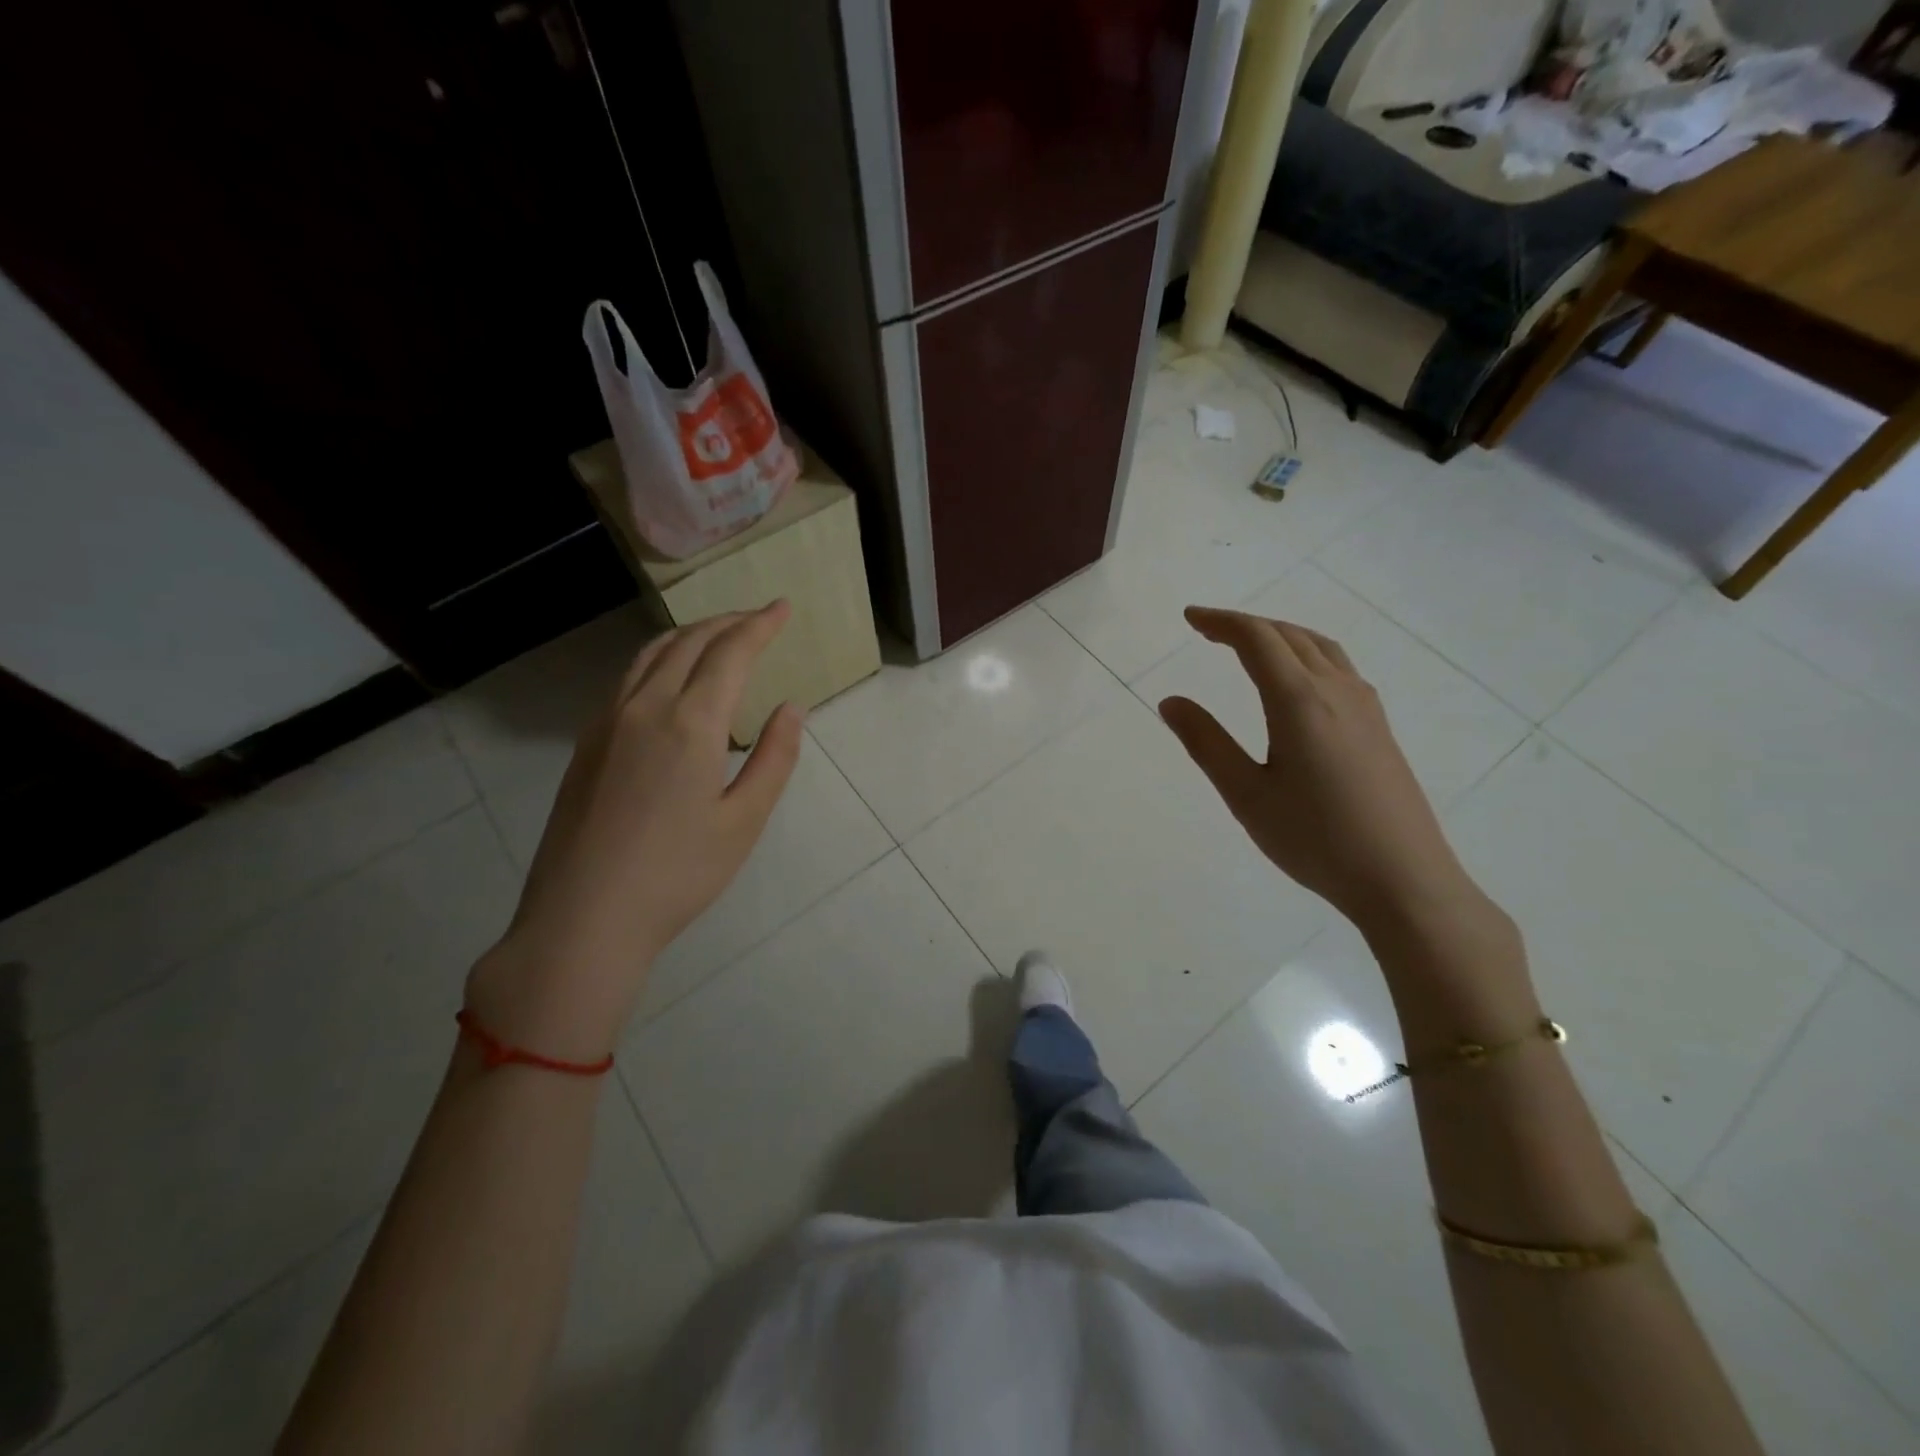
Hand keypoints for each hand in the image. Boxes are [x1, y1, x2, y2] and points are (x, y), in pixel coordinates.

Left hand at [466, 602, 803, 1058]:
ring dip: (691, 634)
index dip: (760, 626)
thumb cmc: (678, 874)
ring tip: (719, 635)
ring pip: (651, 654)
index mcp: (690, 723)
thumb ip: (774, 757)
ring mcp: (607, 722)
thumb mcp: (744, 820)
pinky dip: (660, 658)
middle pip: (689, 642)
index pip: (730, 653)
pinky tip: (671, 677)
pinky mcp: (587, 743)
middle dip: (728, 622)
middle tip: (759, 618)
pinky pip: (628, 678)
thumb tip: (792, 707)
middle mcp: (644, 707)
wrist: (584, 916)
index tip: (783, 607)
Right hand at [1157, 606, 1481, 934]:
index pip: (1257, 639)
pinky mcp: (1379, 727)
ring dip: (1279, 636)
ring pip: (1319, 647)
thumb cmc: (1315, 839)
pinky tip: (1298, 680)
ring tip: (1250, 646)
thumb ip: (1206, 743)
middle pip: (1289, 636)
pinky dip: (1306, 654)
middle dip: (1246, 625)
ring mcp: (1365, 707)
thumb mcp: (1247, 795)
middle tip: (1208, 631)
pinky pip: (1339, 667)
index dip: (1221, 622)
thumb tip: (1171, 701)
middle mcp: (1336, 690)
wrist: (1403, 879)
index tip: (1190, 618)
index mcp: (1300, 700)